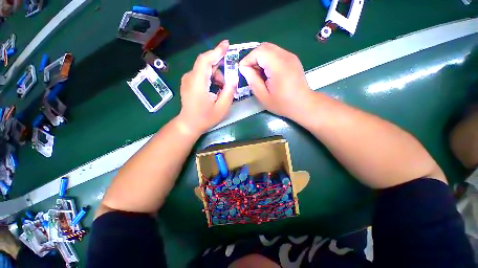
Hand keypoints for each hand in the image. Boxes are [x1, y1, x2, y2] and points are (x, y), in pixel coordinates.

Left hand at [177, 40, 235, 134]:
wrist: (189, 124)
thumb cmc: (206, 118)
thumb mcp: (222, 108)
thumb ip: (229, 91)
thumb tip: (233, 77)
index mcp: (198, 83)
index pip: (205, 60)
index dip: (216, 51)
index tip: (227, 44)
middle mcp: (190, 77)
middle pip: (206, 63)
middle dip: (220, 67)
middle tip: (229, 78)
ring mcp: (187, 79)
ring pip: (205, 69)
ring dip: (216, 75)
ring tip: (222, 89)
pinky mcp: (188, 82)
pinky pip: (201, 73)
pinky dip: (211, 77)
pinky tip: (215, 89)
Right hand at [239, 43, 312, 119]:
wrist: (303, 104)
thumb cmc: (282, 104)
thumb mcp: (263, 96)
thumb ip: (252, 80)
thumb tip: (244, 68)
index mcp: (278, 66)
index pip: (259, 52)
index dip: (247, 60)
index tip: (242, 71)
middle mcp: (286, 56)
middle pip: (264, 47)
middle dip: (252, 57)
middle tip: (249, 72)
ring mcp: (290, 56)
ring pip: (270, 49)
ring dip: (260, 58)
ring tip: (258, 73)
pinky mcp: (292, 59)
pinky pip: (276, 53)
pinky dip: (267, 59)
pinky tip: (267, 72)